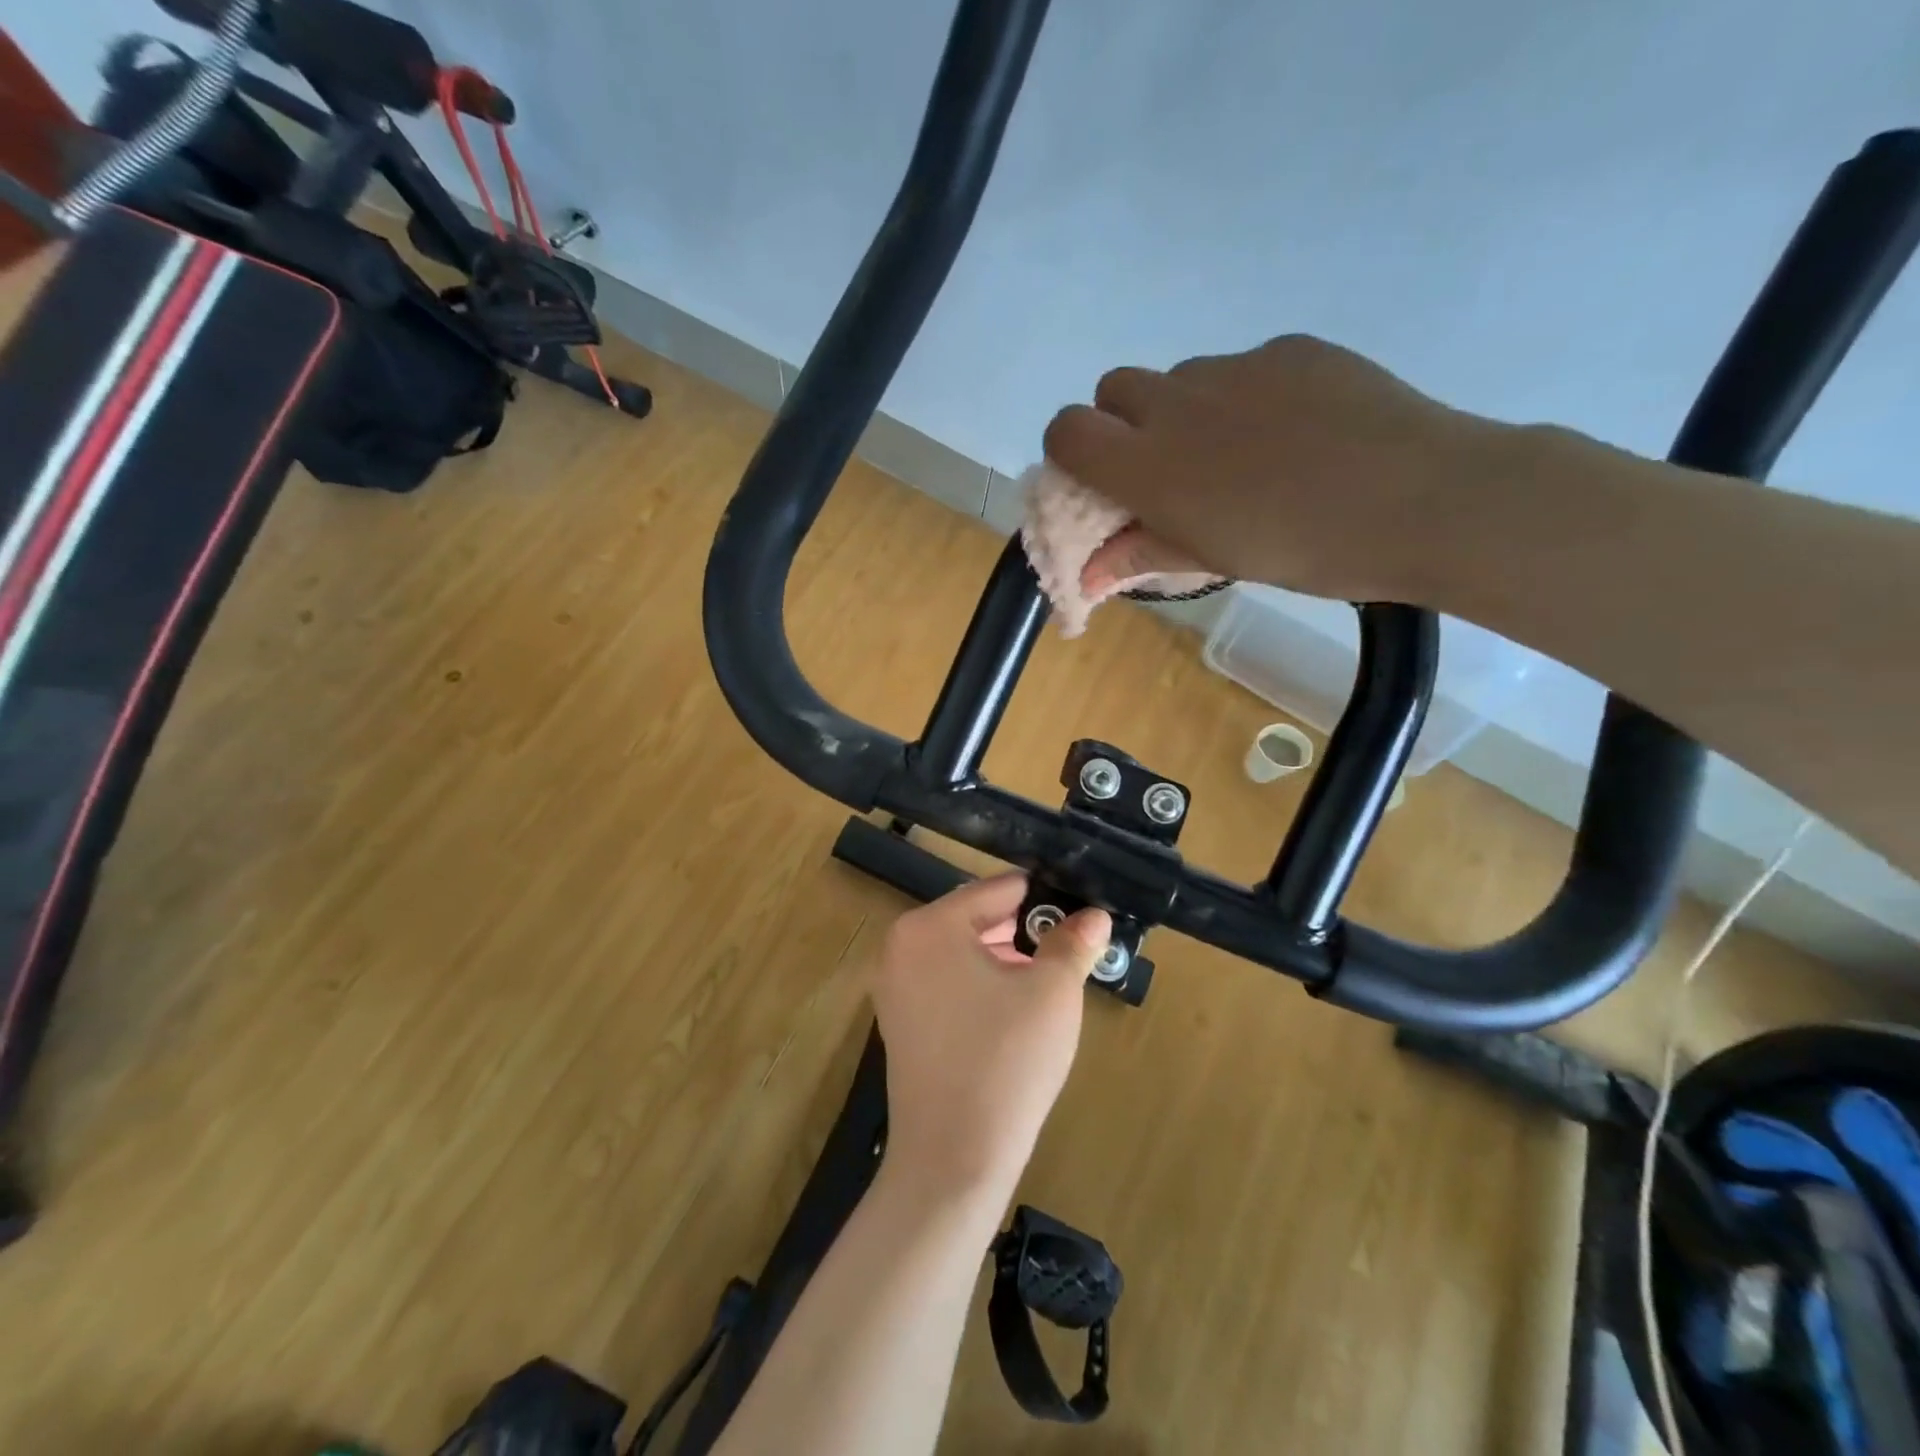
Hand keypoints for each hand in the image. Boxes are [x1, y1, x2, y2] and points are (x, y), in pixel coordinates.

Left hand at [869, 876, 1110, 1206]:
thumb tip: (1094, 916)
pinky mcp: (900, 1021)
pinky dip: (982, 985)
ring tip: (1050, 980)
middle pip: (977, 917)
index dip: (1046, 898)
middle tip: (1070, 950)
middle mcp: (901, 945)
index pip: (998, 889)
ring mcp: (895, 985)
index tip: (1081, 912)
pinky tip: (1016, 1011)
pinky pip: (948, 982)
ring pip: (964, 951)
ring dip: (1006, 958)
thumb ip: (1072, 943)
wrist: (953, 1160)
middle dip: (1025, 930)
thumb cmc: (1005, 1062)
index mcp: (929, 925)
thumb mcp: (1052, 993)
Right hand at [1043, 334, 1509, 605]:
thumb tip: (1088, 574)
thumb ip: (1140, 554)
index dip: (1070, 451)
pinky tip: (1296, 432)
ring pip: (1181, 376)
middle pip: (1113, 388)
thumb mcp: (1211, 561)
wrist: (1422, 499)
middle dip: (1123, 422)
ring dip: (1187, 410)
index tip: (1099, 480)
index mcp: (1149, 464)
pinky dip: (1248, 395)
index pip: (1067, 430)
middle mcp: (1178, 402)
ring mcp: (1236, 366)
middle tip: (1167, 466)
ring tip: (1245, 453)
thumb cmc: (1302, 550)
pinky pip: (1244, 366)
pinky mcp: (1290, 348)